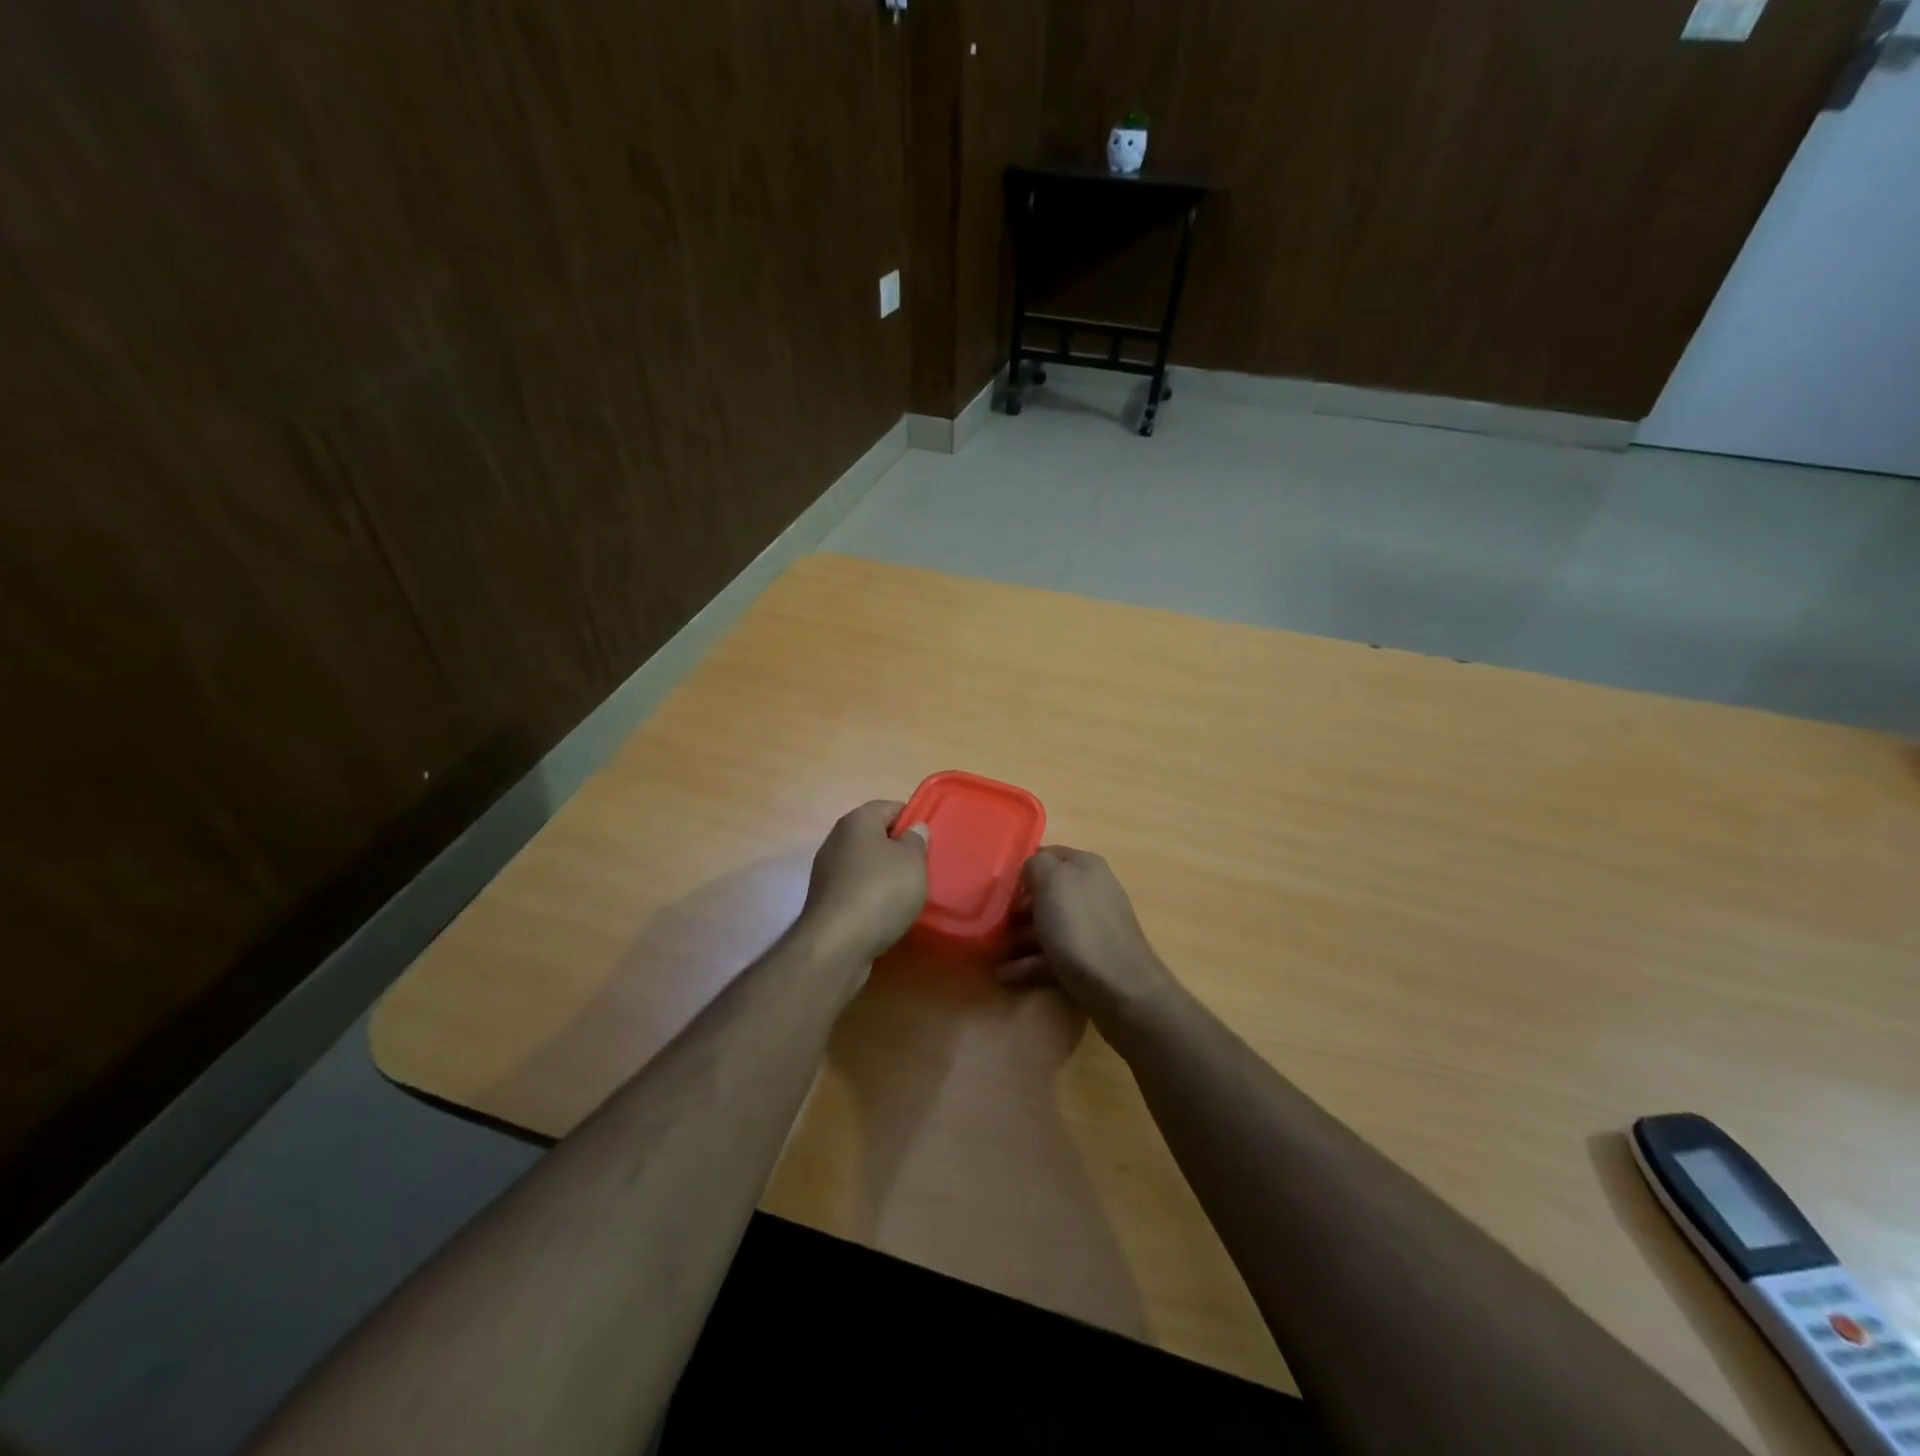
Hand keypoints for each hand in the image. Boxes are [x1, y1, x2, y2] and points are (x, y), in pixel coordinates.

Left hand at [800, 800, 929, 964]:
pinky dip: (871, 895)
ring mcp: (826, 869)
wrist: (837, 943)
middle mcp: (837, 838)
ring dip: (884, 874)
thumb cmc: (881, 891)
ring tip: (907, 893)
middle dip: (898, 849)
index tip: (929, 841)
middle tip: (921, 867)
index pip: (891, 807)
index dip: (912, 819)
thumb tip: (914, 828)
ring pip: (865, 863)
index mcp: (857, 820)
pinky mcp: (825, 899)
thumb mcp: (913, 861)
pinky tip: (885, 912)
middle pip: (875, 835)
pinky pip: (855, 887)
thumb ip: (917, 840)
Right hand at [1001, 846, 1177, 1025]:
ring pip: (1048, 926)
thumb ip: (1036, 864)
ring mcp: (1092, 927)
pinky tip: (1006, 974)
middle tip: (992, 922)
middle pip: (1046, 894)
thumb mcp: (1052, 881)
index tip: (998, 888)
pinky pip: (1053, 955)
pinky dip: (1029, 963)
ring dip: (1018, 938)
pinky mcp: (1089, 959)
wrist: (1121, 988)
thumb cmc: (1080, 927)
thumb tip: (1031, 870)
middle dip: (1017, 908)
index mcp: (1085, 867)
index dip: (1022, 870)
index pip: (1047, 856)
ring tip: (992, 952)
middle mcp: (1091, 891)